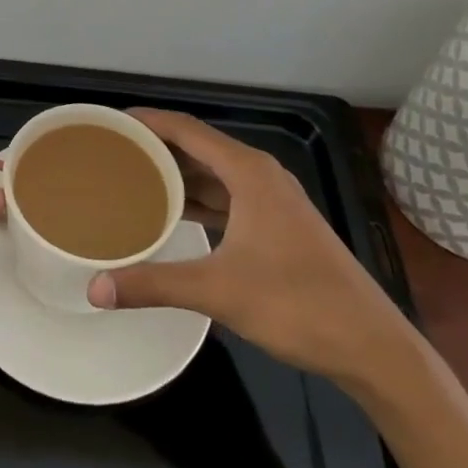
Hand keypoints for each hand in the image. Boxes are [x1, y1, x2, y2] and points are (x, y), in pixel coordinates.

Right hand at [87, 110, 412, 383]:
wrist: (372, 346)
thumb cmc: (297, 305)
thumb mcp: (218, 291)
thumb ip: (154, 284)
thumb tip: (95, 289)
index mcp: (248, 172)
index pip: (186, 129)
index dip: (148, 121)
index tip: (111, 122)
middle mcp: (260, 175)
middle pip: (198, 147)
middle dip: (157, 146)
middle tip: (112, 152)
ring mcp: (273, 200)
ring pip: (214, 174)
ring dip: (177, 174)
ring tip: (133, 178)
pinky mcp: (279, 225)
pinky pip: (228, 197)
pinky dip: (199, 198)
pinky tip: (174, 213)